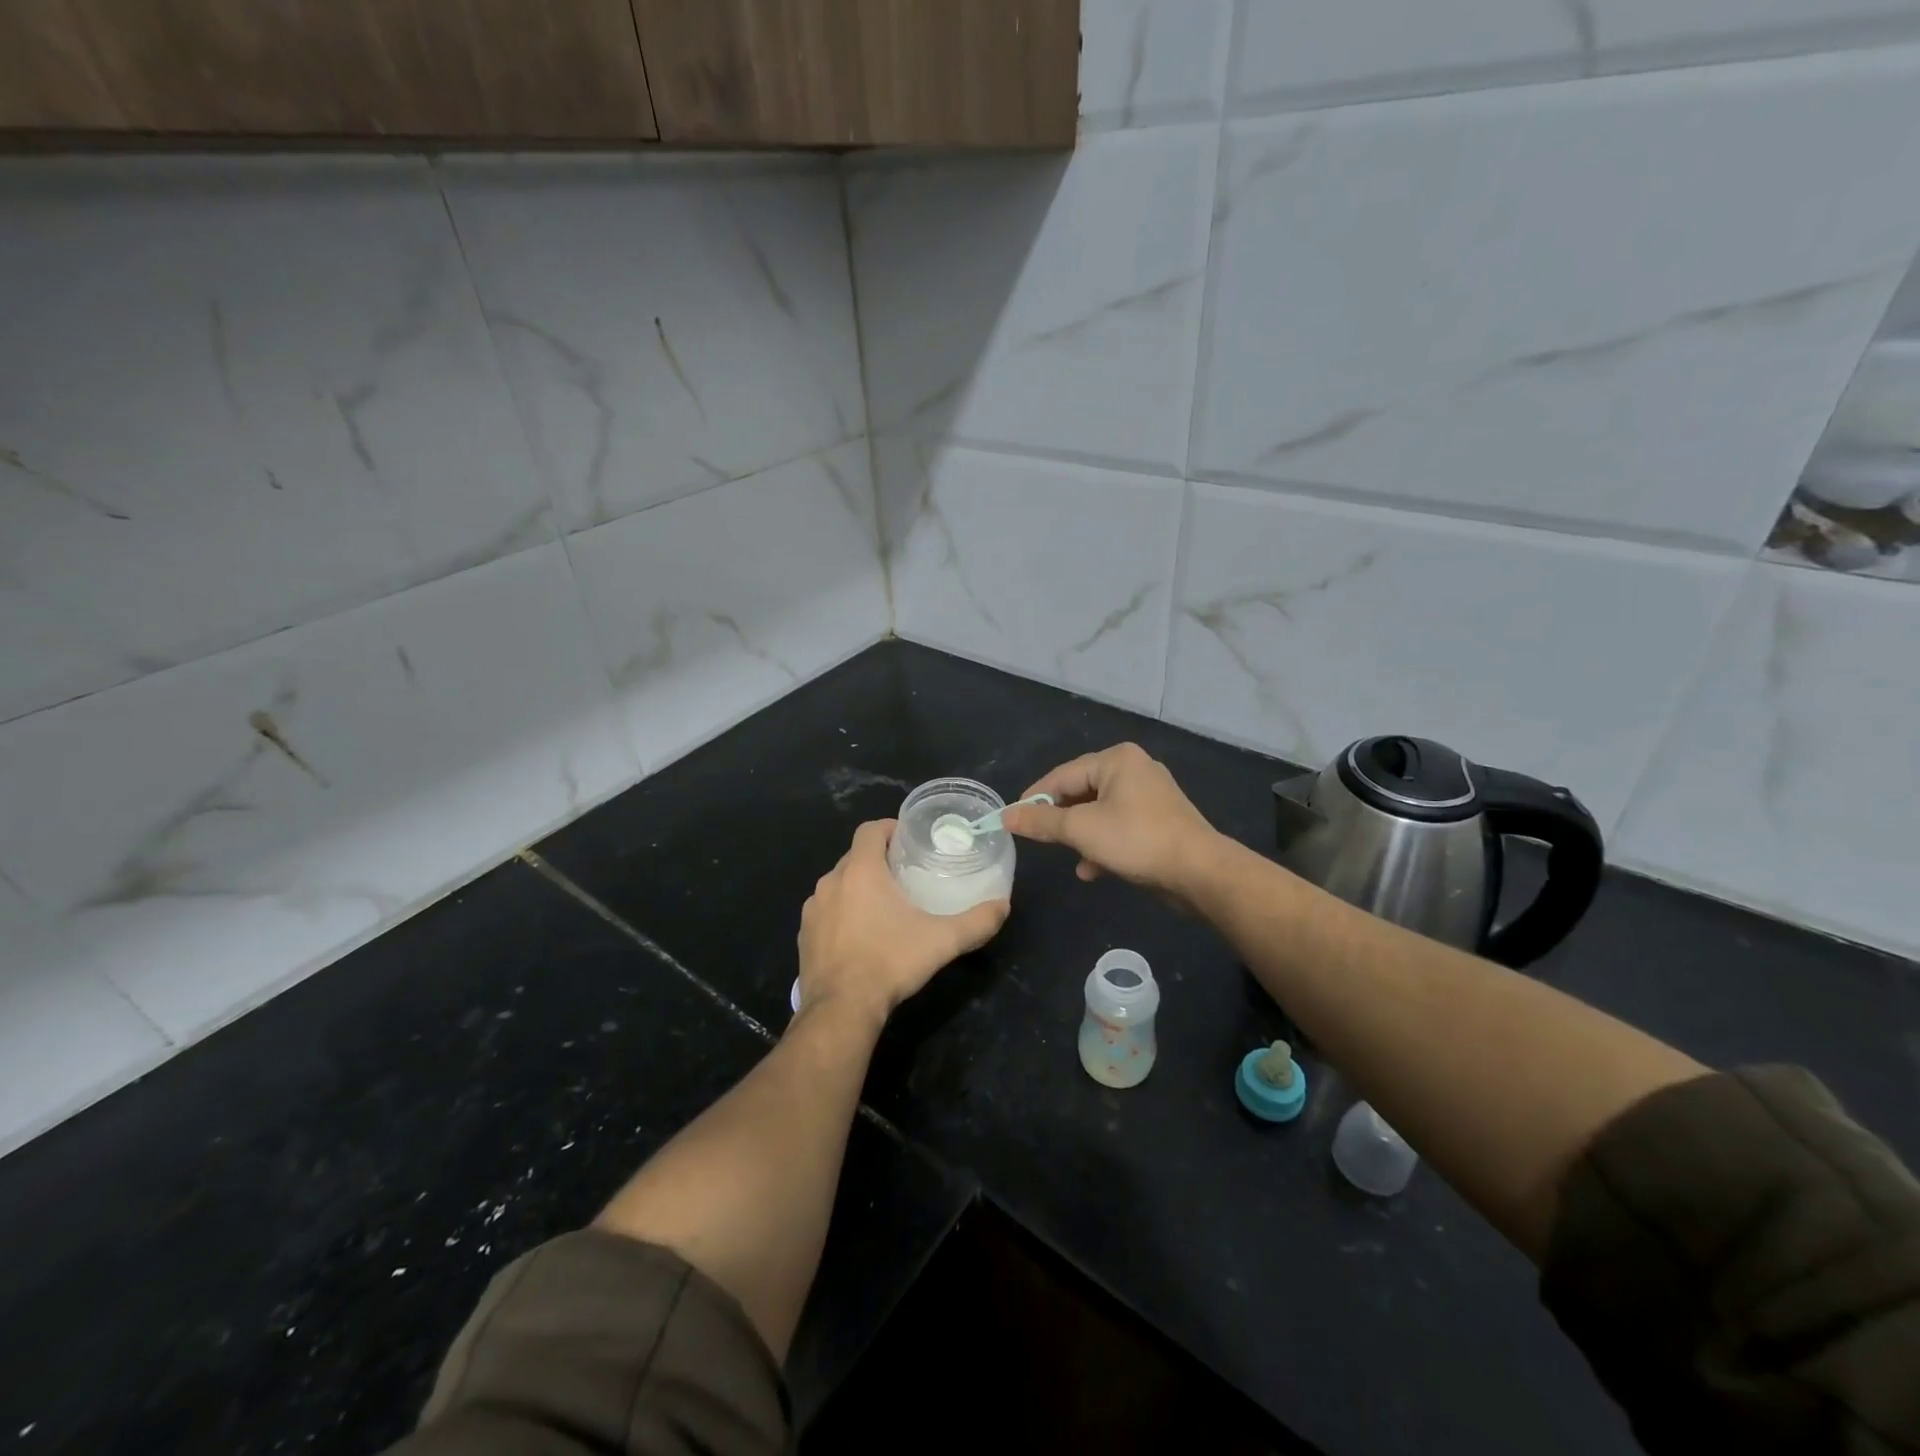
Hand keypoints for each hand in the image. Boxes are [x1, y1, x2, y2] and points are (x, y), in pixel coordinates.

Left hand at [797, 819, 1008, 1027]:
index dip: (890, 828)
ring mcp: (813, 908)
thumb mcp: (942, 941)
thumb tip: (1004, 906)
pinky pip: (826, 911)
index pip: (870, 829)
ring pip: (839, 883)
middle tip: (905, 876)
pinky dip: (842, 913)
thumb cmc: (890, 962)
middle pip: (855, 856)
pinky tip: (860, 935)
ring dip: (858, 887)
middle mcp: (832, 881)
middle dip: (878, 860)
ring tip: (884, 906)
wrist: (841, 1009)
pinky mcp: (804, 934)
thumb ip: (977, 921)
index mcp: (861, 870)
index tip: (909, 841)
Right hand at [1001, 743, 1222, 906]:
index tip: (1013, 818)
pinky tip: (1092, 870)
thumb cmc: (1136, 840)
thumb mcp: (1081, 829)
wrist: (1199, 872)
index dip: (1035, 798)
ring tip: (1068, 855)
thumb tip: (1006, 816)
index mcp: (1116, 760)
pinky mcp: (1160, 821)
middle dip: (1061, 819)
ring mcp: (1151, 795)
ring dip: (1081, 836)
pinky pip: (1120, 827)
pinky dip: (1104, 844)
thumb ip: (1041, 822)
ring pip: (1100, 812)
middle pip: (1082, 791)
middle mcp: (1135, 769)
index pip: (1062, 775)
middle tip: (1038, 838)